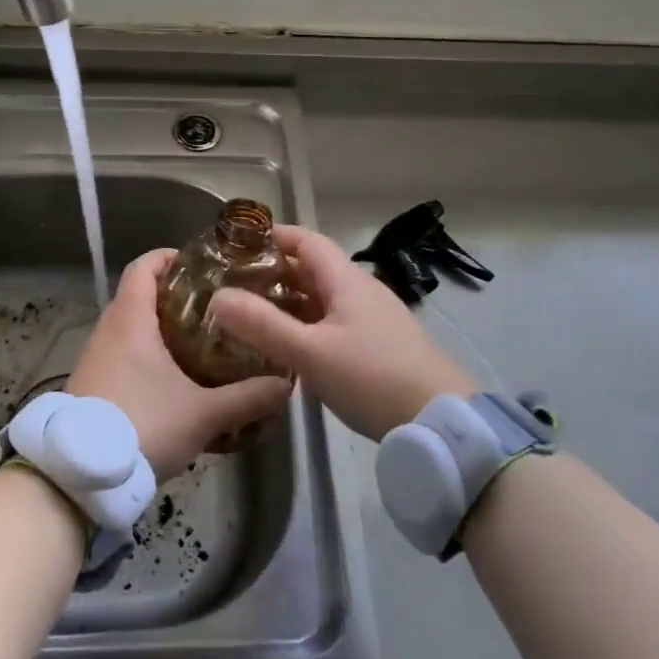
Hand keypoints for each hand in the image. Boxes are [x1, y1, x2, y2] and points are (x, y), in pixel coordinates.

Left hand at [68, 249, 290, 482]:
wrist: (81, 475)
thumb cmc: (143, 425)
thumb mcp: (203, 414)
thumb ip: (247, 398)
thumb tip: (284, 385)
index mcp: (130, 320)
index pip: (143, 267)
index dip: (168, 257)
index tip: (199, 264)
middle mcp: (107, 330)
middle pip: (138, 295)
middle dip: (173, 297)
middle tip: (212, 307)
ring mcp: (94, 358)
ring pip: (129, 328)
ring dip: (159, 329)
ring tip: (198, 342)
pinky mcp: (90, 385)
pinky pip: (120, 355)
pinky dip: (144, 355)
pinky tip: (171, 380)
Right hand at [208, 225, 474, 440]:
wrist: (440, 422)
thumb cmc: (372, 377)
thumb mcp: (310, 352)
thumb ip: (263, 325)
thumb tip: (218, 296)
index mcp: (346, 280)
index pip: (307, 241)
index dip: (274, 236)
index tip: (238, 243)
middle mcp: (362, 291)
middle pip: (314, 268)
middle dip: (276, 271)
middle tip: (236, 284)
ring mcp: (375, 318)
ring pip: (325, 297)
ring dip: (291, 300)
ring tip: (255, 315)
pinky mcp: (381, 345)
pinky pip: (336, 321)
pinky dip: (309, 323)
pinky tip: (293, 346)